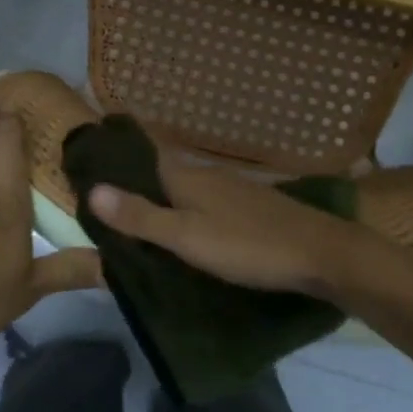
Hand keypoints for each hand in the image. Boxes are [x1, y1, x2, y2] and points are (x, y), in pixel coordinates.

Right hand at [87, 149, 366, 297]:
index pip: (144, 157)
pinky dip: (191, 210)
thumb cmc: (248, 246)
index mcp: (188, 178)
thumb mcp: (186, 237)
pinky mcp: (254, 207)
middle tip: (108, 200)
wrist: (321, 253)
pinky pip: (209, 202)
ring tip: (142, 217)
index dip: (118, 160)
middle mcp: (209, 175)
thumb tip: (92, 191)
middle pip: (165, 172)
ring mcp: (236, 190)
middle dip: (139, 181)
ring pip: (189, 188)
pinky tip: (191, 227)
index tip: (91, 163)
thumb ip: (141, 217)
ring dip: (165, 197)